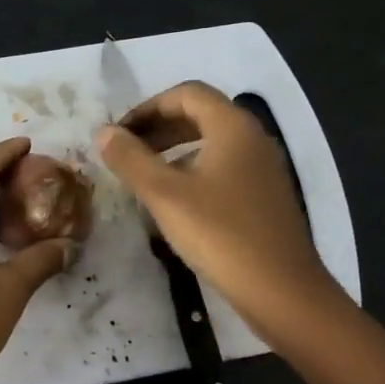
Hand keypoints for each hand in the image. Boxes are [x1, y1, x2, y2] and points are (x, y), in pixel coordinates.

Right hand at [98, 82, 338, 340]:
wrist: (280, 290)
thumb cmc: (219, 234)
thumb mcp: (164, 195)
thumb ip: (131, 159)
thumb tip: (104, 132)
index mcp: (232, 127)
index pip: (187, 94)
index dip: (148, 107)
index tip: (120, 134)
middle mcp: (252, 138)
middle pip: (200, 115)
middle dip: (159, 128)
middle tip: (126, 153)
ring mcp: (263, 168)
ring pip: (212, 144)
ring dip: (174, 150)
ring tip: (144, 177)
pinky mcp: (265, 197)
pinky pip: (223, 168)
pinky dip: (193, 171)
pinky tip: (174, 202)